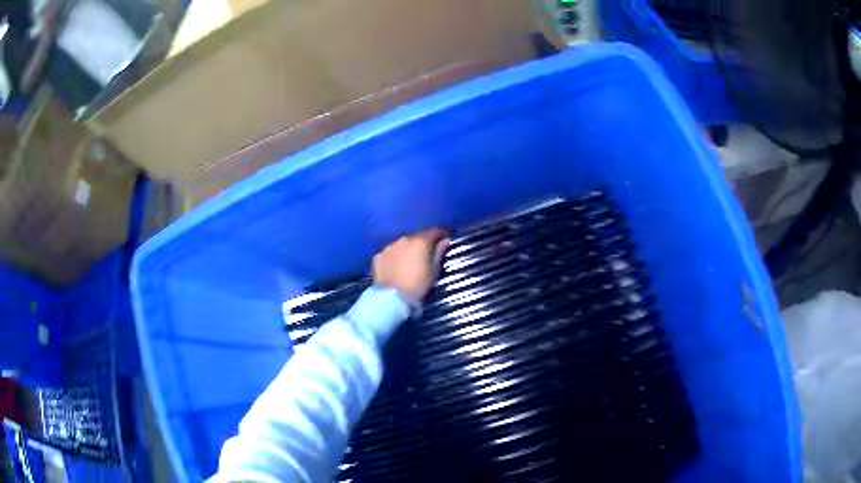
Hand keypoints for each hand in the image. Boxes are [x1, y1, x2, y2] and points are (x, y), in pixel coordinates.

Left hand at [373, 228, 449, 304]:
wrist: (392, 298)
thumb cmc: (418, 285)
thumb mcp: (434, 271)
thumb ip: (439, 253)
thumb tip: (445, 240)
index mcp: (420, 241)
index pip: (434, 232)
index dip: (441, 235)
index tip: (445, 240)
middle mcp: (403, 239)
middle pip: (416, 237)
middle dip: (423, 243)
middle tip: (426, 254)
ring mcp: (389, 247)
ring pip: (401, 245)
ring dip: (407, 250)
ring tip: (409, 262)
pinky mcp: (378, 256)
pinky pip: (389, 253)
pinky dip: (394, 257)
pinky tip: (395, 267)